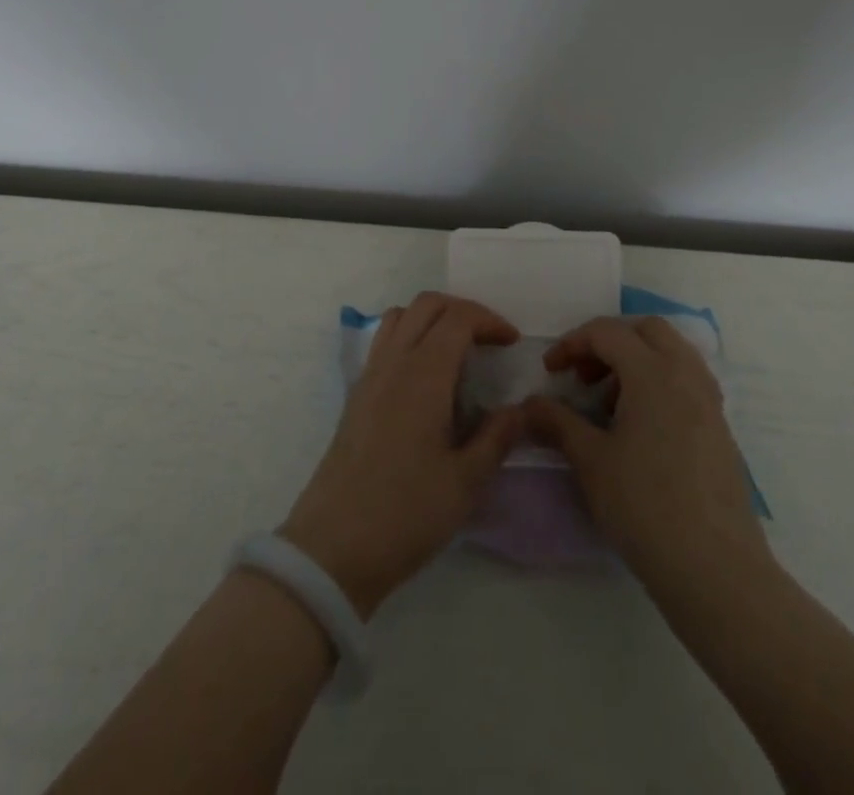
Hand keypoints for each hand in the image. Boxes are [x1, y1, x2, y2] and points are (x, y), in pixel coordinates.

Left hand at [280, 293, 523, 617]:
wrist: (334, 547)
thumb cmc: (406, 513)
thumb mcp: (466, 482)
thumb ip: (497, 437)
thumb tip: (518, 409)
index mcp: (423, 375)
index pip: (457, 318)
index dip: (488, 320)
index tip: (511, 342)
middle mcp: (393, 362)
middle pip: (426, 305)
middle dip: (463, 310)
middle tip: (489, 340)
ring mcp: (369, 376)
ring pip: (400, 317)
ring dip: (432, 319)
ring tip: (458, 351)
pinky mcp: (356, 395)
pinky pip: (384, 341)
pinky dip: (410, 337)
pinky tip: (426, 378)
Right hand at [524, 316, 770, 590]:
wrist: (715, 570)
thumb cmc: (645, 506)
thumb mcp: (591, 461)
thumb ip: (557, 423)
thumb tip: (528, 405)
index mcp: (653, 372)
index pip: (607, 332)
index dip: (572, 343)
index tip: (551, 371)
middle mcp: (686, 375)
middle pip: (646, 330)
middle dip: (609, 341)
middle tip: (585, 376)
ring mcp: (709, 401)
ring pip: (672, 352)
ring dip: (636, 360)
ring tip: (610, 401)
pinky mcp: (720, 428)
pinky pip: (687, 380)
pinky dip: (659, 382)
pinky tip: (640, 425)